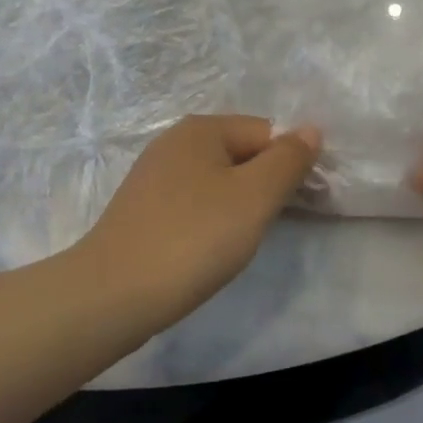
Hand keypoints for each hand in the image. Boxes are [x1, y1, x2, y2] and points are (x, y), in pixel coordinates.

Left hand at [78, 116, 320, 324]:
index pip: (266, 133)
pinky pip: (192, 202)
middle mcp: (175, 140)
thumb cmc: (193, 238)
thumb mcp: (254, 197)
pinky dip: (207, 221)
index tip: (296, 206)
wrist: (112, 294)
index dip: (287, 166)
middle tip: (264, 228)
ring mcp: (154, 174)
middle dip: (261, 186)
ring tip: (234, 244)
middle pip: (240, 153)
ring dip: (236, 206)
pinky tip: (204, 250)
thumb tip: (311, 128)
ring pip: (217, 180)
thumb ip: (288, 160)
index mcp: (202, 127)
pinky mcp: (141, 207)